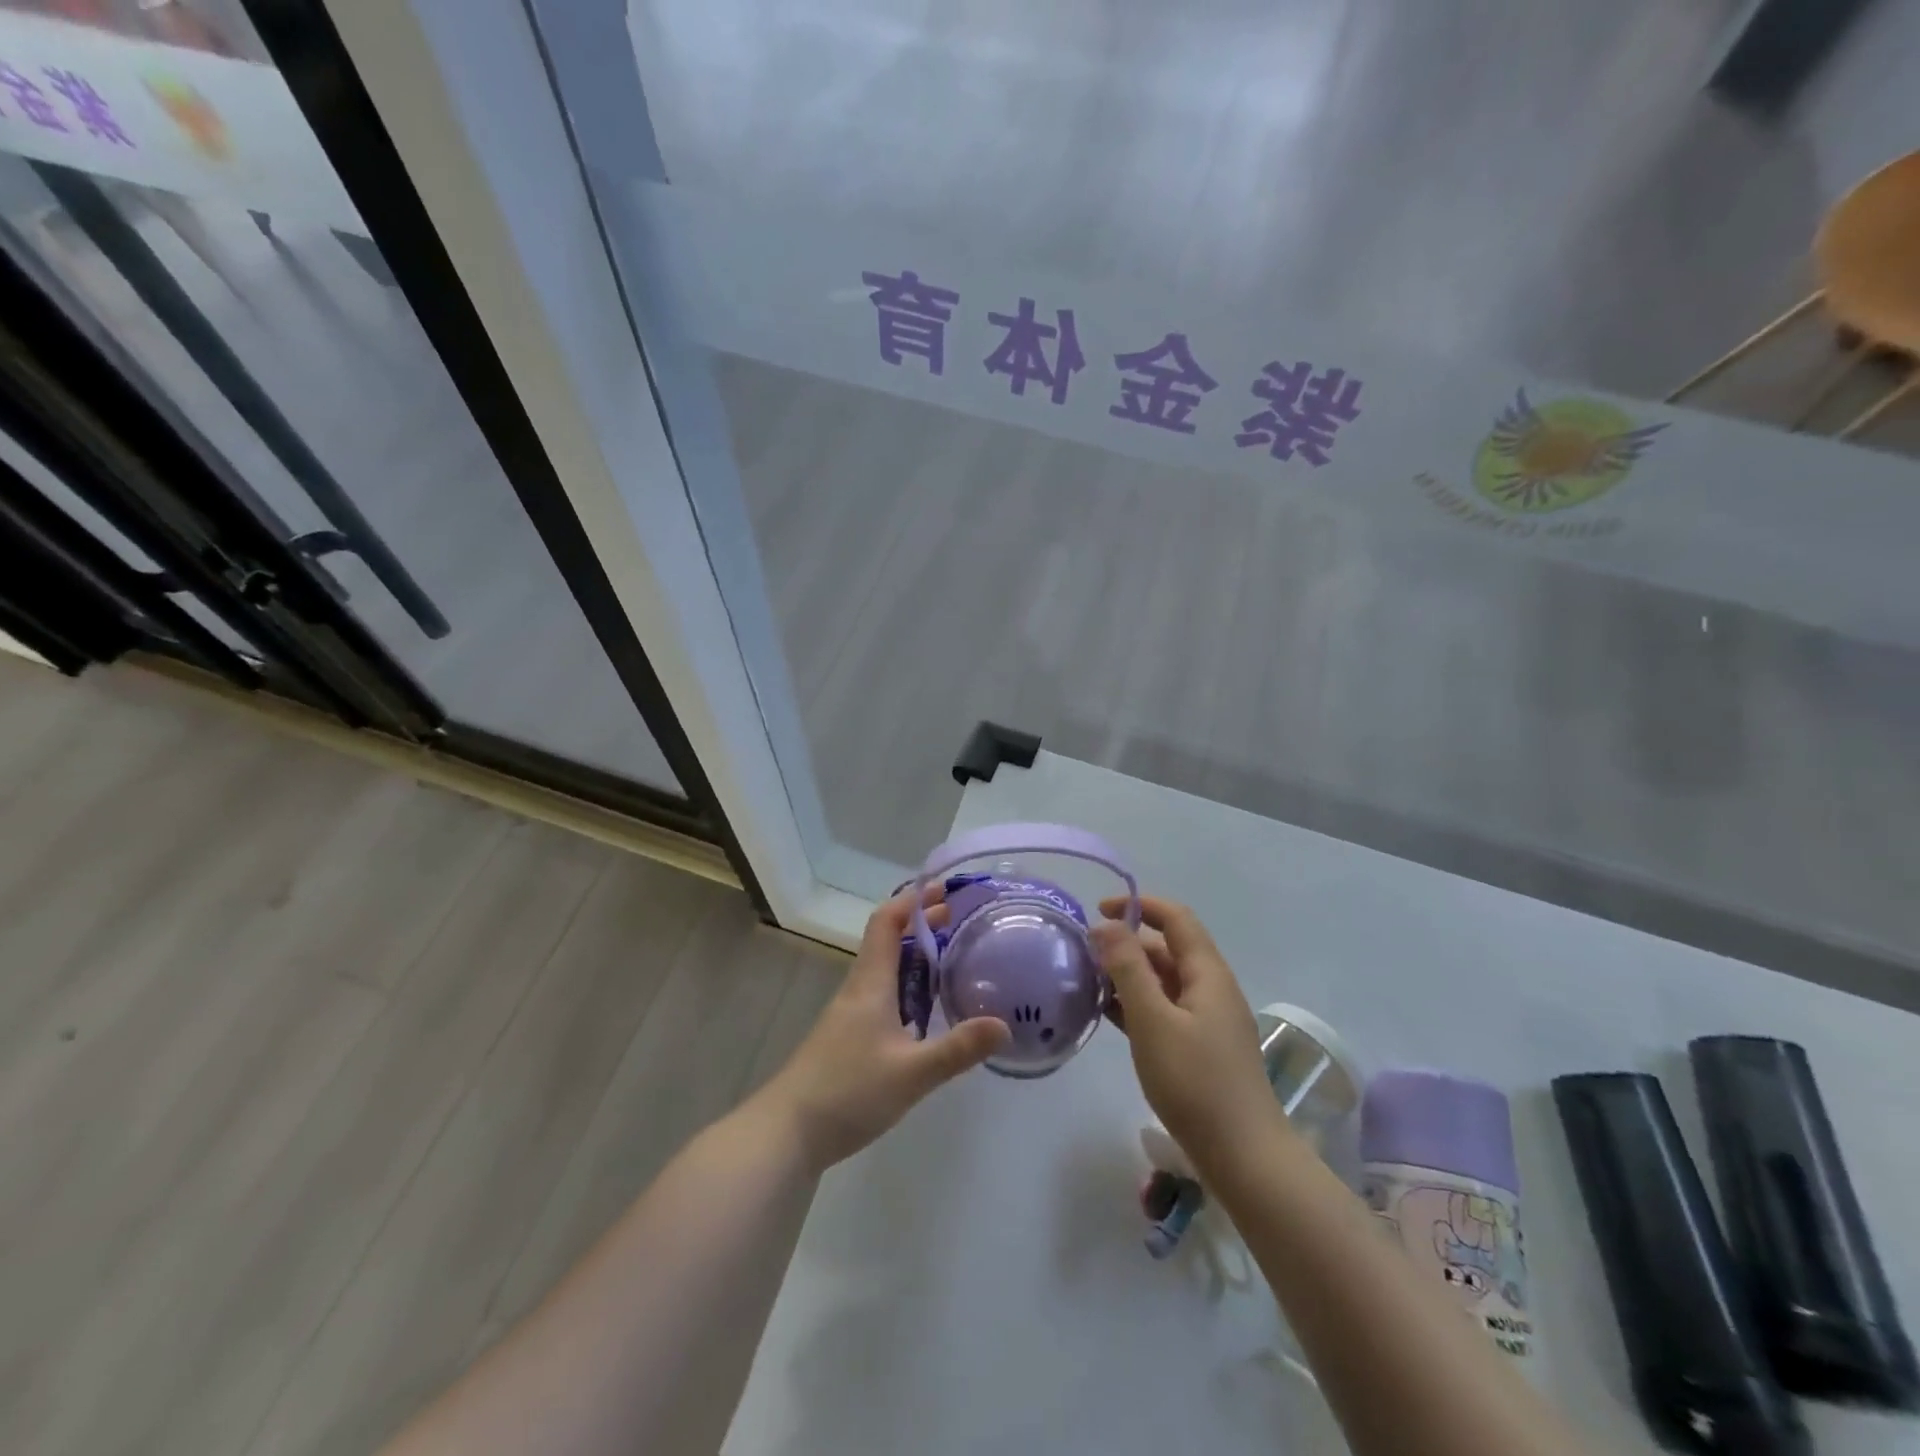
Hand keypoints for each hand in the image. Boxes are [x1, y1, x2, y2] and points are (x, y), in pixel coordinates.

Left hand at [761, 890, 1009, 1170]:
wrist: (787, 1132)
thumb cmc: (848, 1091)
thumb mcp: (911, 1073)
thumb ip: (958, 1049)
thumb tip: (1004, 1025)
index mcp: (870, 983)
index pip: (886, 923)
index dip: (912, 901)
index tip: (943, 890)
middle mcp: (859, 990)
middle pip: (887, 942)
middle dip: (920, 925)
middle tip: (958, 920)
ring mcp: (850, 1015)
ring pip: (885, 970)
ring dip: (914, 956)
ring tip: (950, 959)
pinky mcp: (848, 1038)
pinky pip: (882, 996)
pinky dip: (907, 987)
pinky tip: (926, 1012)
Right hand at [1091, 896, 1279, 1170]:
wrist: (1245, 1159)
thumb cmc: (1196, 1083)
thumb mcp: (1153, 1021)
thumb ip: (1128, 969)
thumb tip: (1107, 925)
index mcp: (1208, 974)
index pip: (1176, 919)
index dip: (1139, 905)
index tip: (1098, 910)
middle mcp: (1212, 990)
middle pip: (1169, 950)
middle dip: (1127, 944)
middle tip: (1084, 954)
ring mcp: (1208, 1022)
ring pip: (1165, 983)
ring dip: (1129, 976)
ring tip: (1087, 983)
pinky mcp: (1201, 1050)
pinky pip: (1165, 1011)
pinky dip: (1137, 1005)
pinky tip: (1108, 1016)